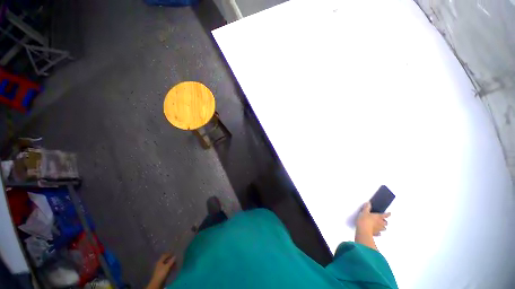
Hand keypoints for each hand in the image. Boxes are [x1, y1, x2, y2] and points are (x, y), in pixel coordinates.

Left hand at [147, 253, 175, 288]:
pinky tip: (172, 268)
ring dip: (171, 263)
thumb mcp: (167, 266)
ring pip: (166, 264)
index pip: (165, 255)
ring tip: (175, 264)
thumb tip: (175, 256)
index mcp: (160, 261)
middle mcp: (159, 264)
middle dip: (171, 259)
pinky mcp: (161, 272)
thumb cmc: (161, 273)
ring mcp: (160, 268)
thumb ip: (171, 261)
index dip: (169, 254)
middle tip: (176, 258)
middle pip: (166, 260)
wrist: (157, 282)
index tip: (174, 253)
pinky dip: (170, 267)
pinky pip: (166, 268)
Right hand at [356, 202, 390, 236]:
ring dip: (383, 227)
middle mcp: (381, 223)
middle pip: (386, 223)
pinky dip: (379, 232)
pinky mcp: (376, 234)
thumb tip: (368, 203)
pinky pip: (379, 233)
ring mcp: (379, 229)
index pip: (385, 215)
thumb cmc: (365, 219)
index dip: (388, 214)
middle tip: (383, 220)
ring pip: (384, 228)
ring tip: (380, 226)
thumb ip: (367, 207)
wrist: (363, 229)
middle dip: (385, 221)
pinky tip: (377, 232)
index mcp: (379, 217)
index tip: (389, 213)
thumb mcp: (364, 211)